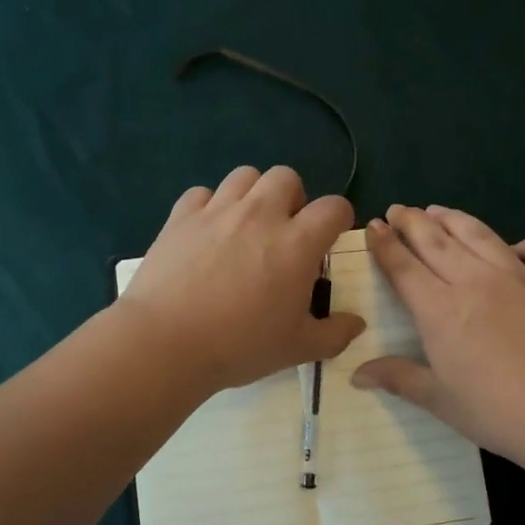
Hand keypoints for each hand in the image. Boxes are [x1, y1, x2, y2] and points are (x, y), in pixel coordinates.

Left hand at [118, 166, 365, 393]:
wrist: (166, 343)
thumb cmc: (239, 346)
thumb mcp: (297, 349)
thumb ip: (334, 334)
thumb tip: (358, 323)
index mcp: (296, 243)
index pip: (334, 206)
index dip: (338, 218)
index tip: (329, 237)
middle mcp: (260, 215)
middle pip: (287, 176)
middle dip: (292, 197)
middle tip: (284, 231)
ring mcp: (218, 211)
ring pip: (245, 175)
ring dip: (253, 194)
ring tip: (245, 225)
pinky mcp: (181, 216)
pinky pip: (201, 193)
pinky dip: (209, 206)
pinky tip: (206, 232)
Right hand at [351, 204, 524, 471]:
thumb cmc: (497, 412)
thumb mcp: (440, 400)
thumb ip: (398, 378)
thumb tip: (357, 374)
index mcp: (440, 308)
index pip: (402, 265)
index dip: (384, 243)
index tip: (373, 226)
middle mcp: (474, 279)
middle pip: (435, 239)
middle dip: (411, 221)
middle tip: (398, 209)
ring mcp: (519, 275)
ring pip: (479, 233)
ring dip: (453, 219)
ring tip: (438, 211)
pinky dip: (524, 244)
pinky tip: (516, 249)